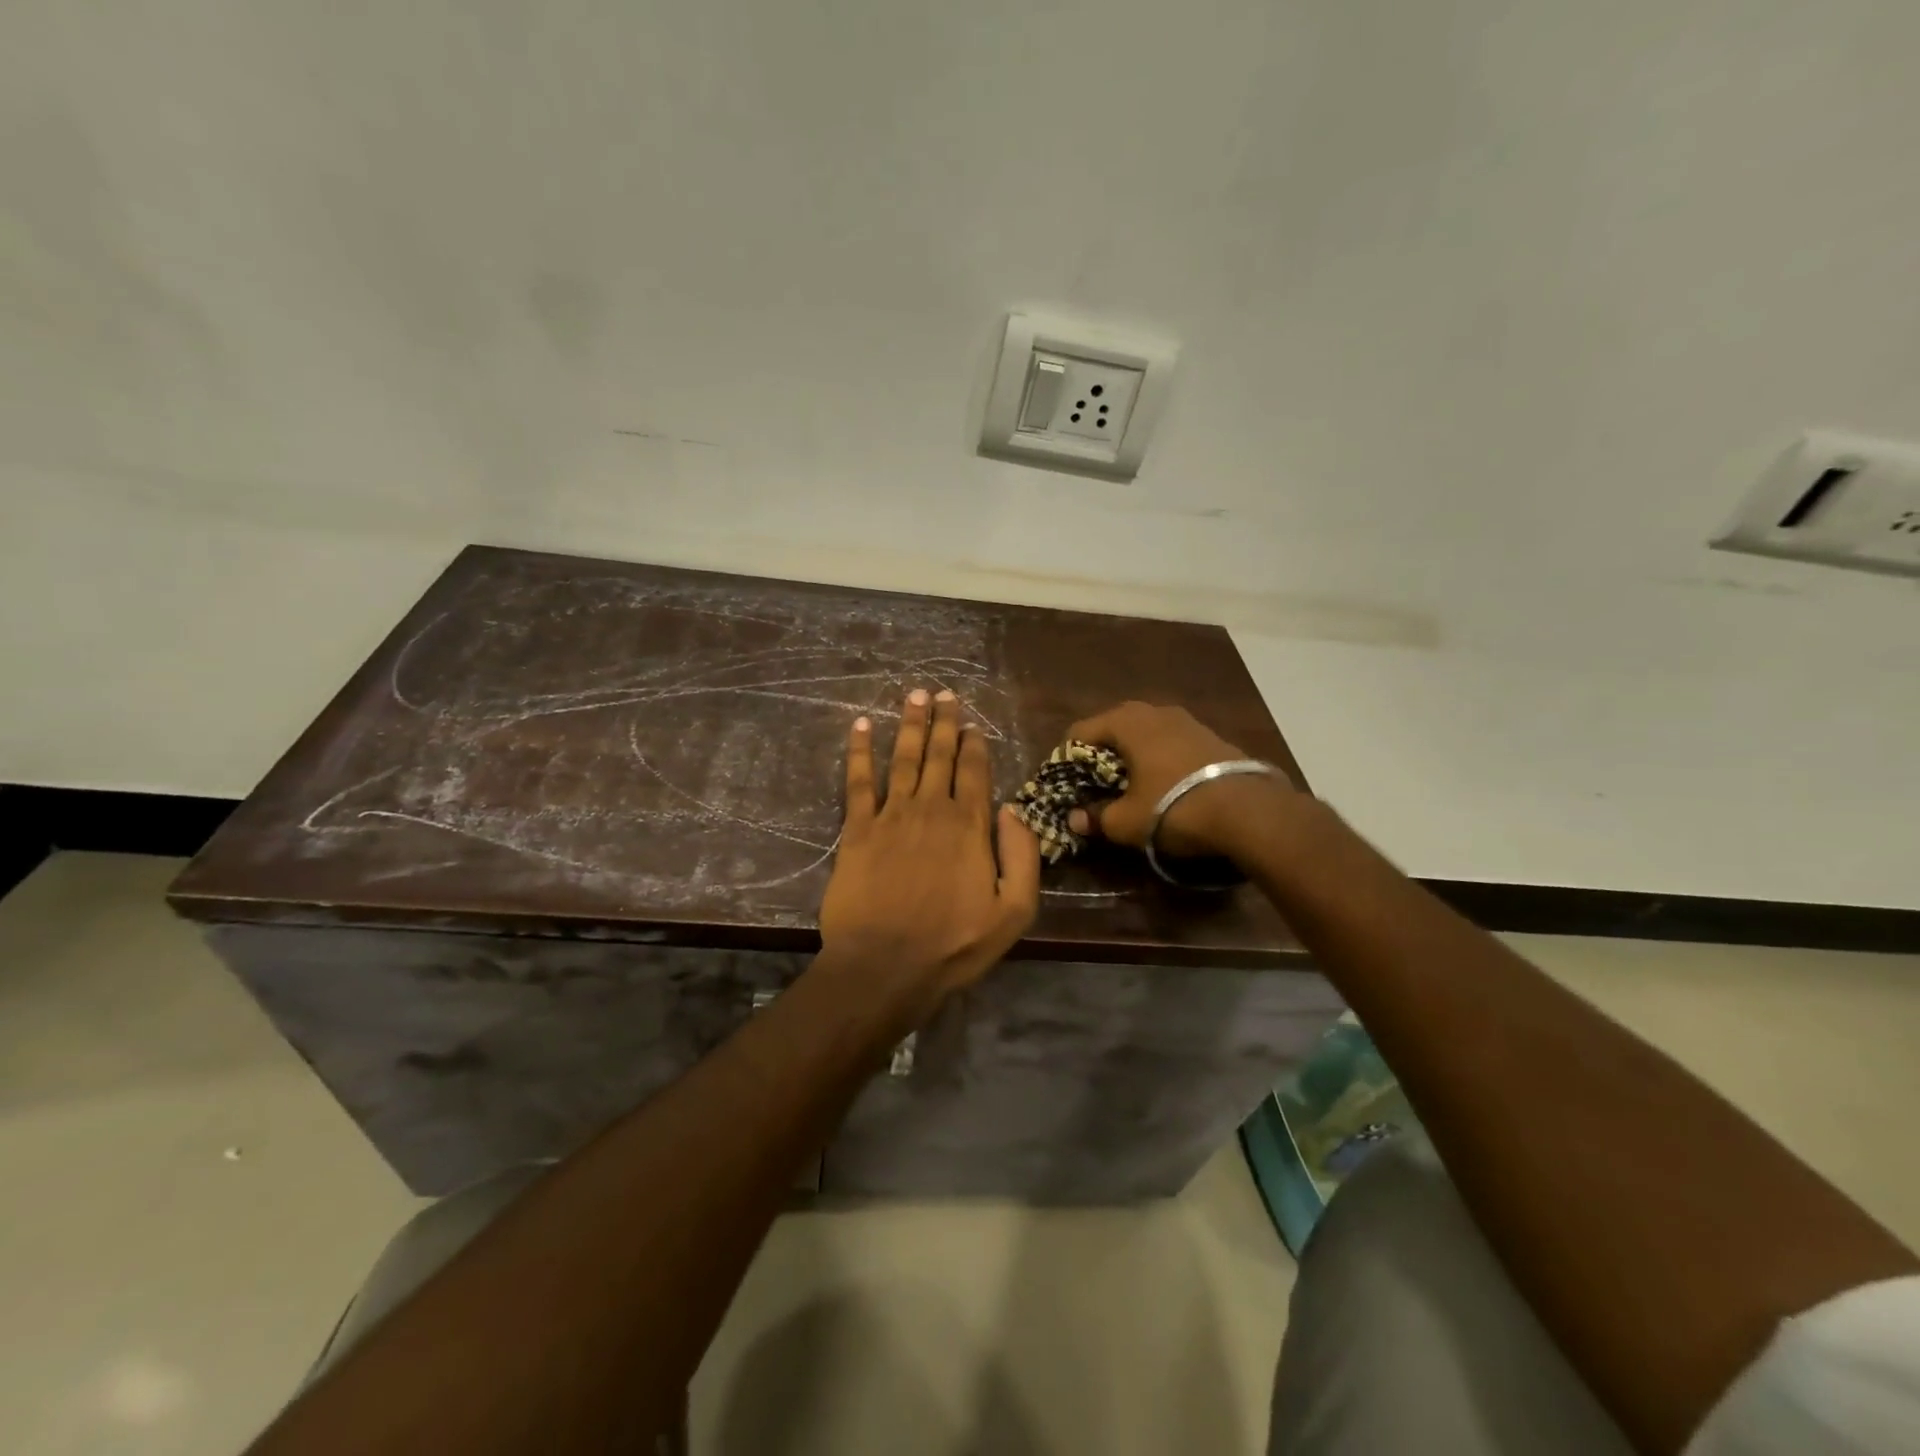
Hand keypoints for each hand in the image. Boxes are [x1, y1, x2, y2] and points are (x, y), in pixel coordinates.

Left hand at [818, 689, 1040, 1024]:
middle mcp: (931, 809)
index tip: (971, 723)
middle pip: (939, 755)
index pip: (974, 772)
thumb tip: (1012, 808)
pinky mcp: (857, 830)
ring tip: (913, 695)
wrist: (885, 967)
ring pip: (903, 758)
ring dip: (909, 724)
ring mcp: (891, 816)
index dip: (974, 744)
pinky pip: (858, 781)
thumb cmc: (954, 945)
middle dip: (943, 722)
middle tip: (942, 692)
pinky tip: (860, 726)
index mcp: (970, 826)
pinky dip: (859, 751)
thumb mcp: (1014, 911)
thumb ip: (1022, 855)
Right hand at [1065, 701, 1293, 858]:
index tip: (1066, 786)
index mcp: (1127, 722)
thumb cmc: (1174, 808)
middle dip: (1100, 756)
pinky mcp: (1211, 736)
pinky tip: (1164, 786)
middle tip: (1094, 786)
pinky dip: (1159, 760)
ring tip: (1129, 787)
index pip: (1080, 732)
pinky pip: (1170, 743)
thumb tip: (1074, 819)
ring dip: (1132, 757)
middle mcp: (1155, 711)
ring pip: (1145, 735)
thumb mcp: (1126, 821)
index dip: (1066, 759)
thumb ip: (1096, 817)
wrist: (1249, 812)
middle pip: (1113, 729)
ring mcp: (1187, 721)